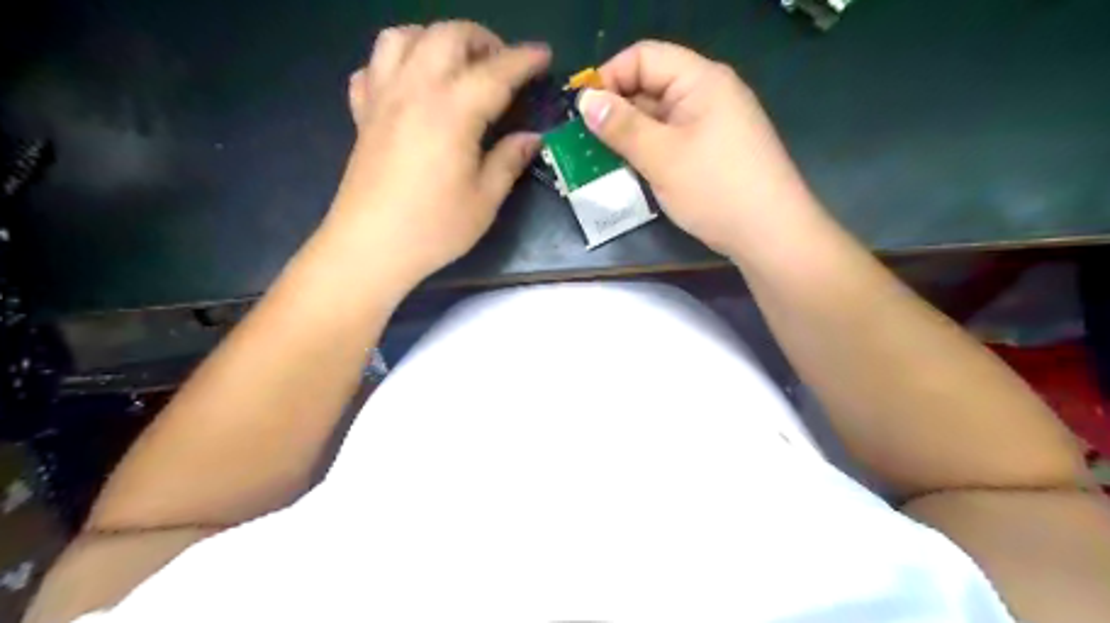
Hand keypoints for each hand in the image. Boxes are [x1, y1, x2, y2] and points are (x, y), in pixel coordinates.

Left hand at [324, 22, 547, 280]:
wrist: (370, 247)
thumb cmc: (434, 228)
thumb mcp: (485, 199)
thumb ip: (508, 160)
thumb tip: (531, 138)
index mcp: (452, 110)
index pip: (496, 71)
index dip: (524, 60)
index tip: (543, 55)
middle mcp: (415, 89)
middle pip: (446, 35)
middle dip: (481, 39)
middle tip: (501, 64)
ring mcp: (383, 98)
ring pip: (403, 37)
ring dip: (435, 39)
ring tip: (455, 65)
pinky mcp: (363, 115)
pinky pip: (372, 68)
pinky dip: (395, 64)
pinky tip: (410, 87)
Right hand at [582, 39, 821, 258]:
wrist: (770, 234)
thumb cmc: (716, 188)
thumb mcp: (662, 157)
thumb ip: (621, 127)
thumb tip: (585, 100)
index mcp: (700, 80)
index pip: (644, 57)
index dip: (610, 77)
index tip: (583, 112)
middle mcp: (707, 95)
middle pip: (650, 87)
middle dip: (615, 112)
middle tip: (584, 143)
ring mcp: (711, 125)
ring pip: (657, 119)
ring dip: (628, 136)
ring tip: (599, 160)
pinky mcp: (710, 153)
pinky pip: (670, 141)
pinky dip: (647, 152)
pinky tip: (628, 172)